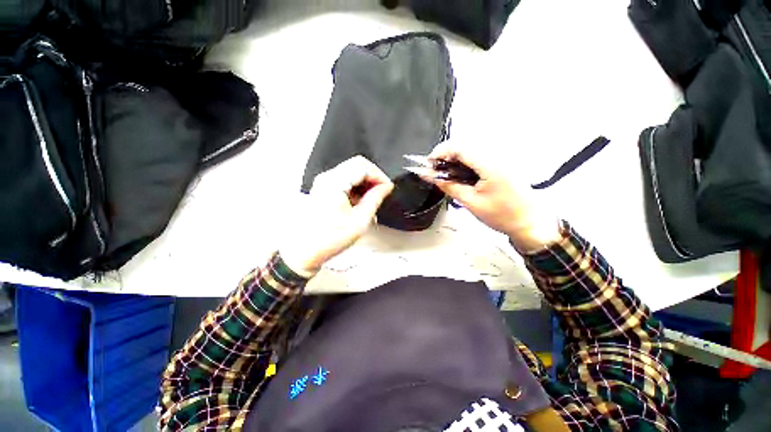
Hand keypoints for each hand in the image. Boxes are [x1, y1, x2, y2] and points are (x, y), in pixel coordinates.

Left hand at [280, 156, 393, 275]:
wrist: (305, 250)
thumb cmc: (328, 239)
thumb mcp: (360, 220)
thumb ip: (374, 199)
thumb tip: (385, 187)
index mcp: (334, 184)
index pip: (362, 166)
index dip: (379, 175)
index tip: (387, 187)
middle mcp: (327, 179)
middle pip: (357, 165)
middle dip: (373, 177)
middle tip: (382, 192)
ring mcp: (324, 183)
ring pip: (352, 171)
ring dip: (365, 183)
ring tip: (371, 200)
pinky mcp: (324, 188)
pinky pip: (345, 180)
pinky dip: (356, 187)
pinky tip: (359, 202)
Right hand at [422, 142, 560, 252]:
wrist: (530, 222)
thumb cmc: (502, 215)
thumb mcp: (471, 202)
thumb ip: (449, 186)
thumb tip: (430, 176)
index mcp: (490, 164)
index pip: (459, 147)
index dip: (440, 152)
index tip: (428, 164)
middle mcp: (497, 155)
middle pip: (464, 145)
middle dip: (445, 155)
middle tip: (434, 171)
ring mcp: (501, 157)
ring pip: (470, 149)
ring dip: (454, 159)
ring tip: (445, 174)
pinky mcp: (502, 162)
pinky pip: (478, 156)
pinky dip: (464, 162)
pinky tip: (460, 174)